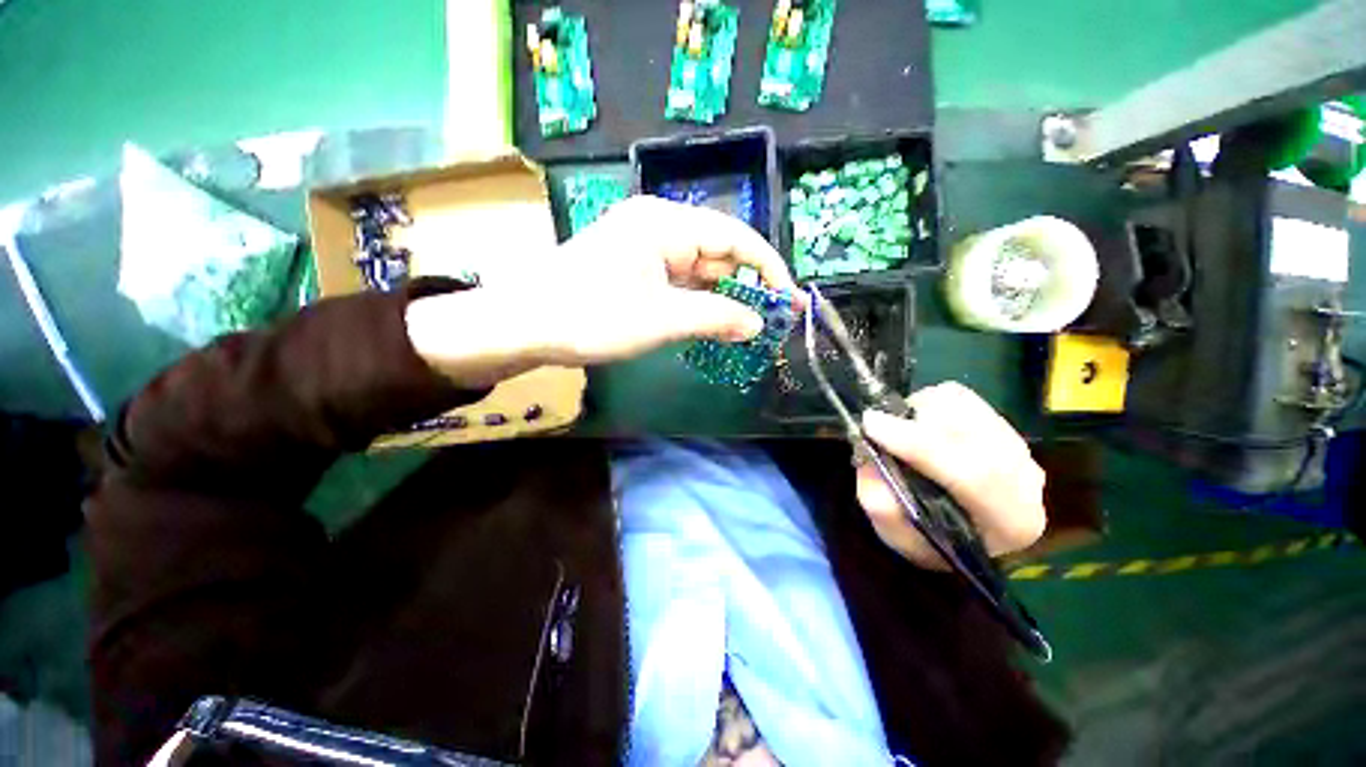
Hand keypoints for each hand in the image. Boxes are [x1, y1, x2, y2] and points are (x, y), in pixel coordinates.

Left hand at [406, 196, 799, 387]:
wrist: (525, 325)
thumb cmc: (593, 317)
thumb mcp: (662, 320)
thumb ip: (717, 318)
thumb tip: (758, 323)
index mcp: (666, 224)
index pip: (734, 237)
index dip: (766, 267)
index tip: (788, 298)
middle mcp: (658, 226)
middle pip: (717, 253)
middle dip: (744, 286)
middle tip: (767, 321)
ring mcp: (644, 247)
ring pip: (698, 270)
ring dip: (720, 298)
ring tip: (742, 328)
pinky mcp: (634, 267)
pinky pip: (678, 281)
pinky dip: (697, 301)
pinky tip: (709, 322)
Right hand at [855, 383, 1046, 569]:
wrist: (959, 529)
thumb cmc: (926, 537)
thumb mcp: (893, 534)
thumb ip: (882, 502)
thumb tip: (870, 453)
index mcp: (1010, 522)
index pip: (972, 474)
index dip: (916, 444)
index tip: (871, 425)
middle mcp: (1027, 481)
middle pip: (972, 433)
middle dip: (915, 423)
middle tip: (878, 426)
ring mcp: (1019, 447)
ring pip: (965, 408)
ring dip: (922, 412)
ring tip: (903, 432)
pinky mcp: (1002, 423)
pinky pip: (962, 397)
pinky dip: (931, 404)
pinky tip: (921, 425)